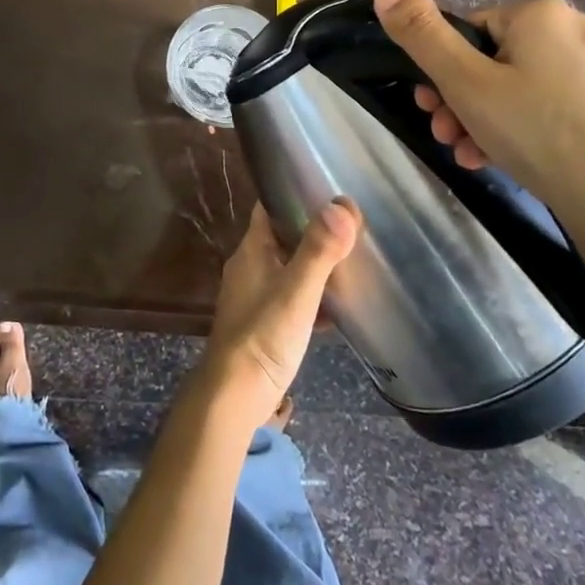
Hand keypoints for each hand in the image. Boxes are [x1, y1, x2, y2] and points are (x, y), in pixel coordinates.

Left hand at [199, 201, 358, 433]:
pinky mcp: (262, 324)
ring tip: (350, 262)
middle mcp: (248, 267)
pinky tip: (337, 308)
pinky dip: (311, 297)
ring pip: (287, 269)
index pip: (269, 208)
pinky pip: (290, 299)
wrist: (234, 396)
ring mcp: (253, 297)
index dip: (293, 194)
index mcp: (251, 250)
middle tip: (350, 227)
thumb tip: (342, 204)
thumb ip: (319, 249)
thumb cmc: (264, 335)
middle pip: (281, 237)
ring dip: (313, 265)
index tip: (327, 189)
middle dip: (312, 231)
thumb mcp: (298, 290)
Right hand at [373, 0, 584, 259]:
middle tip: (451, 138)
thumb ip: (422, 34)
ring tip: (478, 157)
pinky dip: (536, 128)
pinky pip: (565, 105)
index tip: (433, 111)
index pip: (472, 32)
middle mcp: (584, 27)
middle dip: (466, 101)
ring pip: (531, 87)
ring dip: (494, 120)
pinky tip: (519, 160)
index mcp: (543, 14)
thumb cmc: (538, 134)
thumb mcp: (464, 83)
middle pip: (501, 61)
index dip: (445, 73)